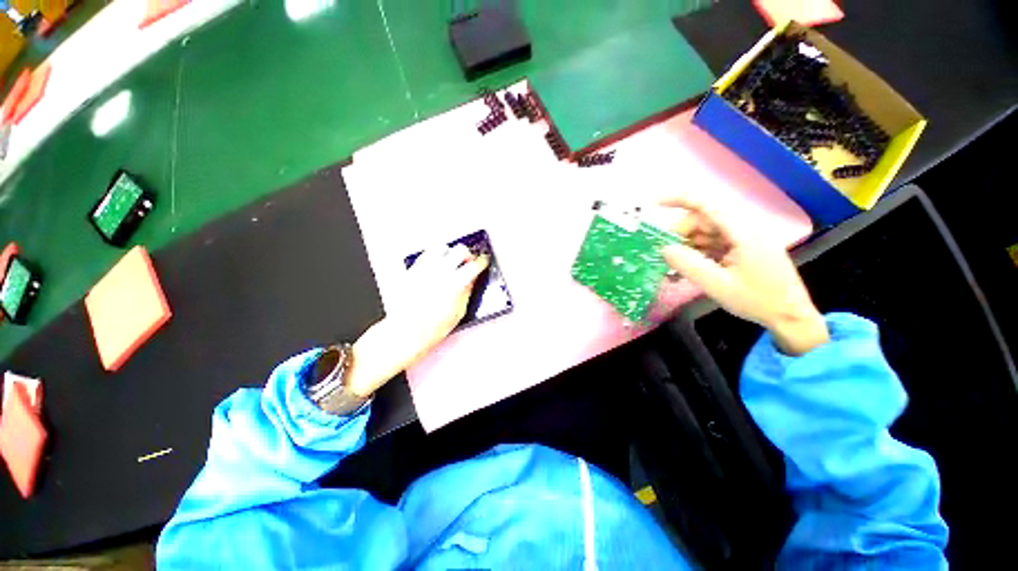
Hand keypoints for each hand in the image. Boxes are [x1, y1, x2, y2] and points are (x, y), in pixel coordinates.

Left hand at [347, 245, 488, 396]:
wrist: (407, 331)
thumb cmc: (432, 327)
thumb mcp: (459, 311)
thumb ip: (467, 291)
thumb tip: (471, 280)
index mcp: (456, 282)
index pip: (474, 265)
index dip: (482, 262)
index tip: (483, 262)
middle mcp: (440, 271)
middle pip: (459, 250)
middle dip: (467, 254)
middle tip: (468, 261)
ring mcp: (425, 269)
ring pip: (441, 247)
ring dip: (449, 253)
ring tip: (450, 262)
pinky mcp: (412, 270)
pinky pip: (425, 255)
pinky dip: (433, 257)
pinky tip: (435, 267)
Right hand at [659, 194, 828, 355]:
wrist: (790, 316)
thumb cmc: (758, 301)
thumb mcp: (718, 286)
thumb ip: (688, 265)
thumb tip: (663, 248)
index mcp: (742, 231)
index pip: (706, 204)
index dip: (678, 199)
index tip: (653, 205)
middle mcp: (743, 228)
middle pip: (703, 219)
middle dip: (680, 233)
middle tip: (664, 254)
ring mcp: (742, 238)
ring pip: (705, 232)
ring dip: (686, 245)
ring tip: (673, 266)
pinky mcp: (741, 248)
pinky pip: (712, 243)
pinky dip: (696, 252)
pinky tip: (687, 268)